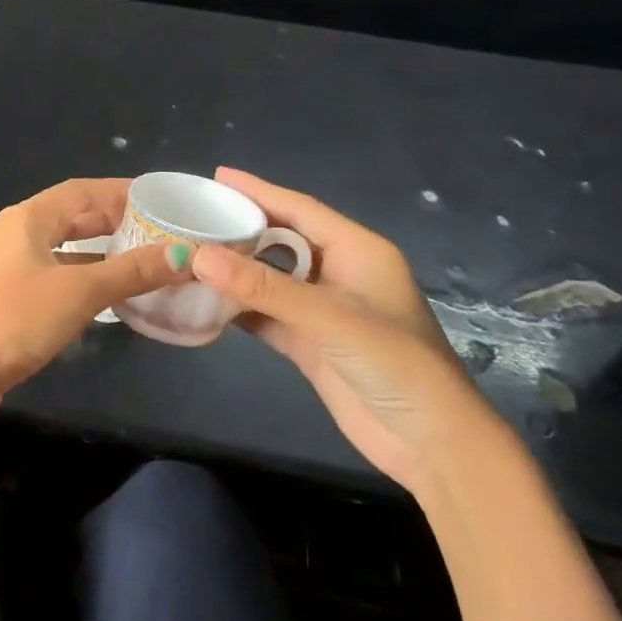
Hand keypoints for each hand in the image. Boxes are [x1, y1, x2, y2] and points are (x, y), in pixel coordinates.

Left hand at [0, 178, 185, 429]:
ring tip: (148, 260)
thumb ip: (131, 272)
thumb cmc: (14, 320)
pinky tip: (114, 296)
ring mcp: (13, 267)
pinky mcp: (13, 298)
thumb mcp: (78, 292)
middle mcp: (18, 234)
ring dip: (104, 252)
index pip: (83, 190)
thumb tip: (185, 256)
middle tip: (162, 231)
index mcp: (28, 218)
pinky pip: (59, 276)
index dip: (122, 191)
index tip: (162, 199)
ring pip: (68, 249)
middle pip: (75, 216)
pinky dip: (88, 278)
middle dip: (117, 221)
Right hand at [190, 167, 504, 495]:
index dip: (259, 191)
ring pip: (271, 279)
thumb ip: (263, 286)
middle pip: (282, 240)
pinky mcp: (310, 344)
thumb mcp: (329, 317)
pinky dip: (238, 308)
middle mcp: (340, 274)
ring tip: (190, 253)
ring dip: (235, 270)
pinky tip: (205, 300)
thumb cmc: (394, 363)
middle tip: (194, 215)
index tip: (217, 176)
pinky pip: (266, 314)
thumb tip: (197, 256)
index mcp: (358, 251)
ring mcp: (324, 311)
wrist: (431, 444)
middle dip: (240, 228)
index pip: (300, 209)